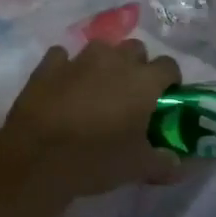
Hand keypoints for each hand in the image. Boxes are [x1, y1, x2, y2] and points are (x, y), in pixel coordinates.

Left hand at [0, 40, 182, 203]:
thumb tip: (179, 164)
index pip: (169, 66)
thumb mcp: (138, 168)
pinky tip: (64, 87)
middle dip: (137, 66)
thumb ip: (165, 163)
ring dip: (104, 64)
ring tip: (97, 90)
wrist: (37, 158)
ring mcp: (79, 59)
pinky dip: (67, 68)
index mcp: (144, 80)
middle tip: (131, 95)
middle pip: (136, 49)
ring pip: (101, 48)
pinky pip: (62, 57)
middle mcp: (115, 60)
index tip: (164, 99)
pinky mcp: (48, 66)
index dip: (169, 81)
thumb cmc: (96, 159)